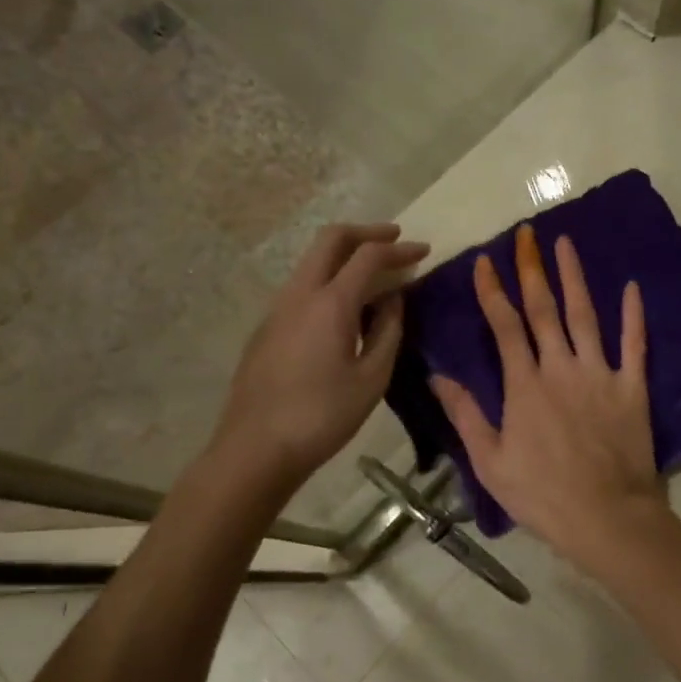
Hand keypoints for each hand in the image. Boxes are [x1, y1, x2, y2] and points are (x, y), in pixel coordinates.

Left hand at [215, 222, 428, 485]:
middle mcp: (300, 293)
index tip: (424, 251)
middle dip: (366, 232)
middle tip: (394, 239)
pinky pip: (303, 286)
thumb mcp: (372, 378)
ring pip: (313, 261)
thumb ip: (388, 330)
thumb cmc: (322, 417)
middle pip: (331, 239)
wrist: (255, 449)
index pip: (369, 256)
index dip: (400, 249)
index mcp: (330, 303)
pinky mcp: (267, 327)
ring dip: (345, 256)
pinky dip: (330, 279)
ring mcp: (278, 308)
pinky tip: (346, 308)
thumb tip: (393, 299)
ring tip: (376, 275)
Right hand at [430, 225, 673, 576]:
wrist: (607, 518)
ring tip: (565, 243)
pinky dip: (633, 315)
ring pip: (585, 316)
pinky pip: (634, 345)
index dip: (492, 291)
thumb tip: (437, 376)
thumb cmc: (542, 494)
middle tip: (527, 234)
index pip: (505, 326)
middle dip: (532, 269)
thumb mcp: (490, 462)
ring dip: (574, 278)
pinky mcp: (632, 388)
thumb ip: (466, 414)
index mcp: (525, 385)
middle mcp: (560, 368)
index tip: (484, 261)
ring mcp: (600, 374)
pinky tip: (631, 287)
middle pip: (543, 309)